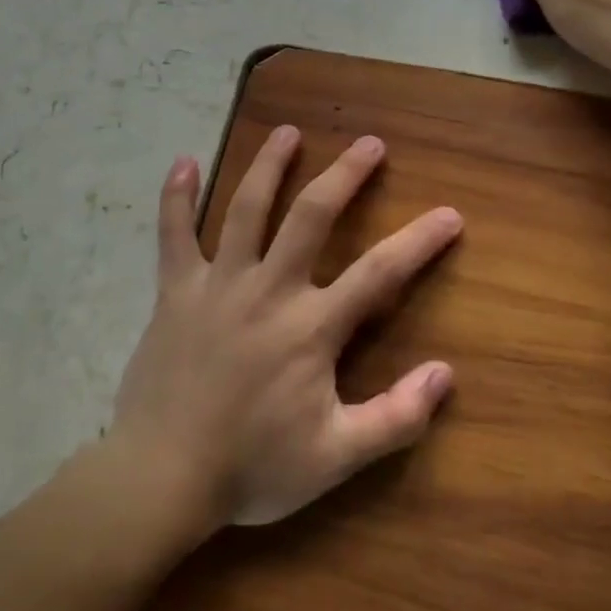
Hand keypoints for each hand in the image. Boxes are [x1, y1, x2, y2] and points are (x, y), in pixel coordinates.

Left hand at [110, 128, 461, 527]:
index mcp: (311, 327)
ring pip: (246, 209)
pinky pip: (173, 235)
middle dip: (345, 175)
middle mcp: (269, 290)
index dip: (419, 241)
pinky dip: (177, 198)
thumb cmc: (252, 468)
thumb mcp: (336, 458)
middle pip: (312, 215)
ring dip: (270, 165)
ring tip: (287, 132)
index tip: (449, 214)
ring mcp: (218, 285)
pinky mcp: (176, 293)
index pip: (379, 273)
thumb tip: (446, 375)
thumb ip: (396, 418)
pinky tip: (184, 161)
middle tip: (369, 143)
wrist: (161, 479)